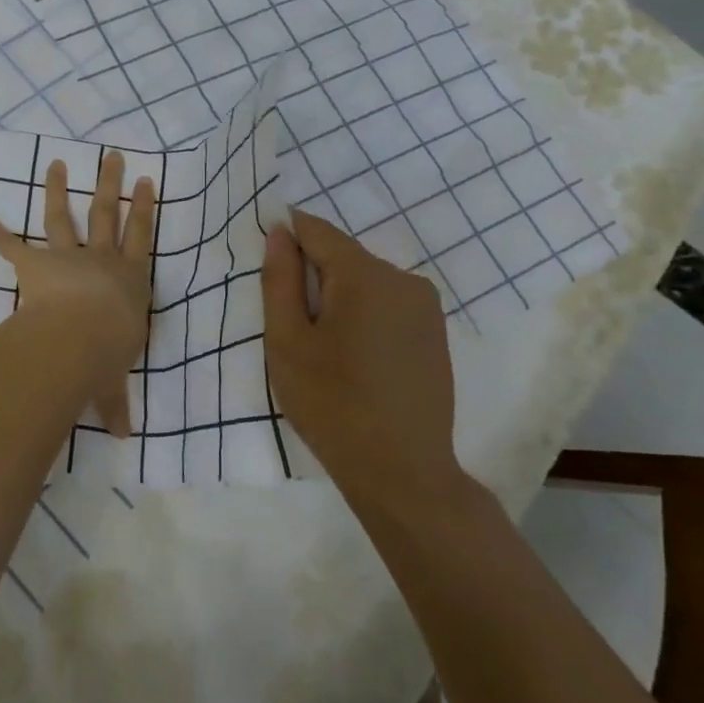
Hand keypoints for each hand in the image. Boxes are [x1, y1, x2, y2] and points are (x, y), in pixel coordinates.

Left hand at [0, 150, 155, 435]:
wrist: (81, 337)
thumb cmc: (108, 354)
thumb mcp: (114, 380)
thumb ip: (115, 401)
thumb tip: (125, 435)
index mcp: (128, 279)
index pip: (140, 237)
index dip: (144, 209)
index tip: (147, 183)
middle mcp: (101, 260)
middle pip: (108, 214)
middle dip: (111, 184)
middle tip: (115, 157)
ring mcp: (66, 257)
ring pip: (64, 216)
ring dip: (59, 189)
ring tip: (57, 163)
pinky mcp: (34, 264)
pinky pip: (10, 244)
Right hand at [261, 209, 461, 517]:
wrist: (402, 471)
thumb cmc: (331, 403)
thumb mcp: (287, 340)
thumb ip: (280, 279)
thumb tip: (280, 233)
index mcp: (365, 274)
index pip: (316, 231)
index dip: (286, 238)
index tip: (268, 270)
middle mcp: (403, 278)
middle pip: (342, 256)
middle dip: (312, 276)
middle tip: (292, 325)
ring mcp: (425, 306)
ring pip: (364, 280)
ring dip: (337, 297)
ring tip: (323, 347)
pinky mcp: (435, 332)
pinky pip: (386, 303)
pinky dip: (363, 315)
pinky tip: (354, 357)